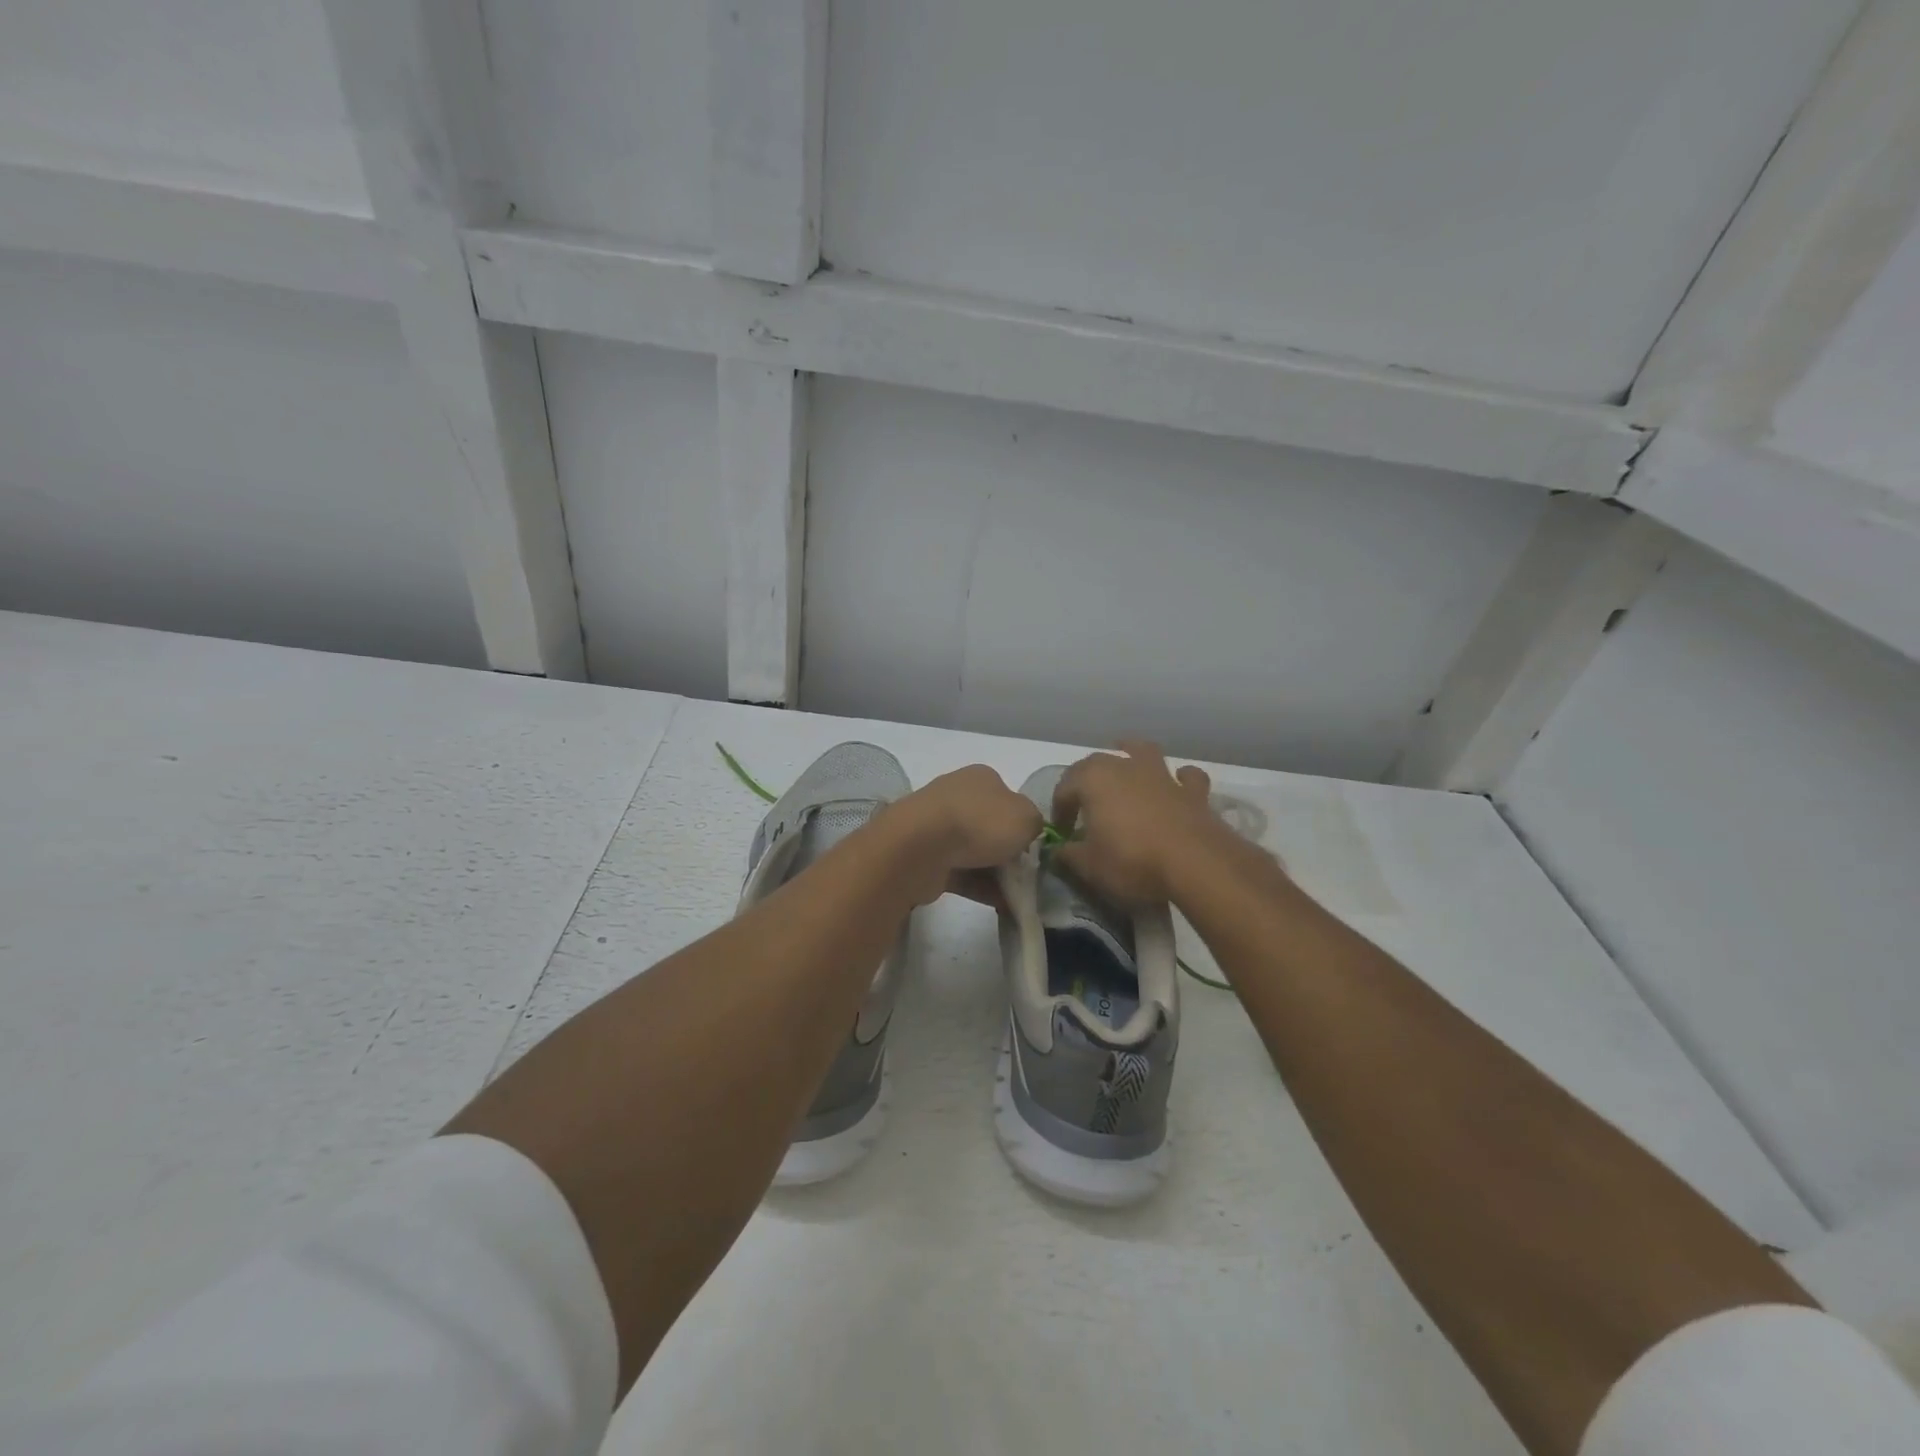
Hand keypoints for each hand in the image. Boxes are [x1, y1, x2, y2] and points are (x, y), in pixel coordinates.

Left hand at [880, 765, 1043, 905]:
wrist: (921, 847)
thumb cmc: (980, 823)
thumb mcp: (1027, 817)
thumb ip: (1036, 823)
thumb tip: (1029, 832)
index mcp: (981, 778)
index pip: (1009, 799)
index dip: (1024, 824)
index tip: (1035, 848)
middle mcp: (957, 795)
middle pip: (991, 827)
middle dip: (1009, 853)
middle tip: (1028, 877)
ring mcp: (937, 825)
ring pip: (975, 852)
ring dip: (996, 874)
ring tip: (1018, 898)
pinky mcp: (925, 855)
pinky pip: (960, 873)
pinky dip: (980, 888)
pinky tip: (1000, 906)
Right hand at [1050, 741, 1233, 904]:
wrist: (1196, 865)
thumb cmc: (1132, 861)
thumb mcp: (1089, 866)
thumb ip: (1069, 855)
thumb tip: (1059, 850)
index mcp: (1093, 779)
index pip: (1065, 788)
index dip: (1060, 810)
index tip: (1061, 834)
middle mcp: (1125, 767)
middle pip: (1097, 763)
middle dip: (1086, 780)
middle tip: (1084, 806)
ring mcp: (1162, 775)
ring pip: (1142, 752)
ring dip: (1131, 756)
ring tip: (1126, 767)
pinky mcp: (1193, 792)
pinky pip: (1185, 777)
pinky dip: (1180, 779)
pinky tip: (1177, 787)